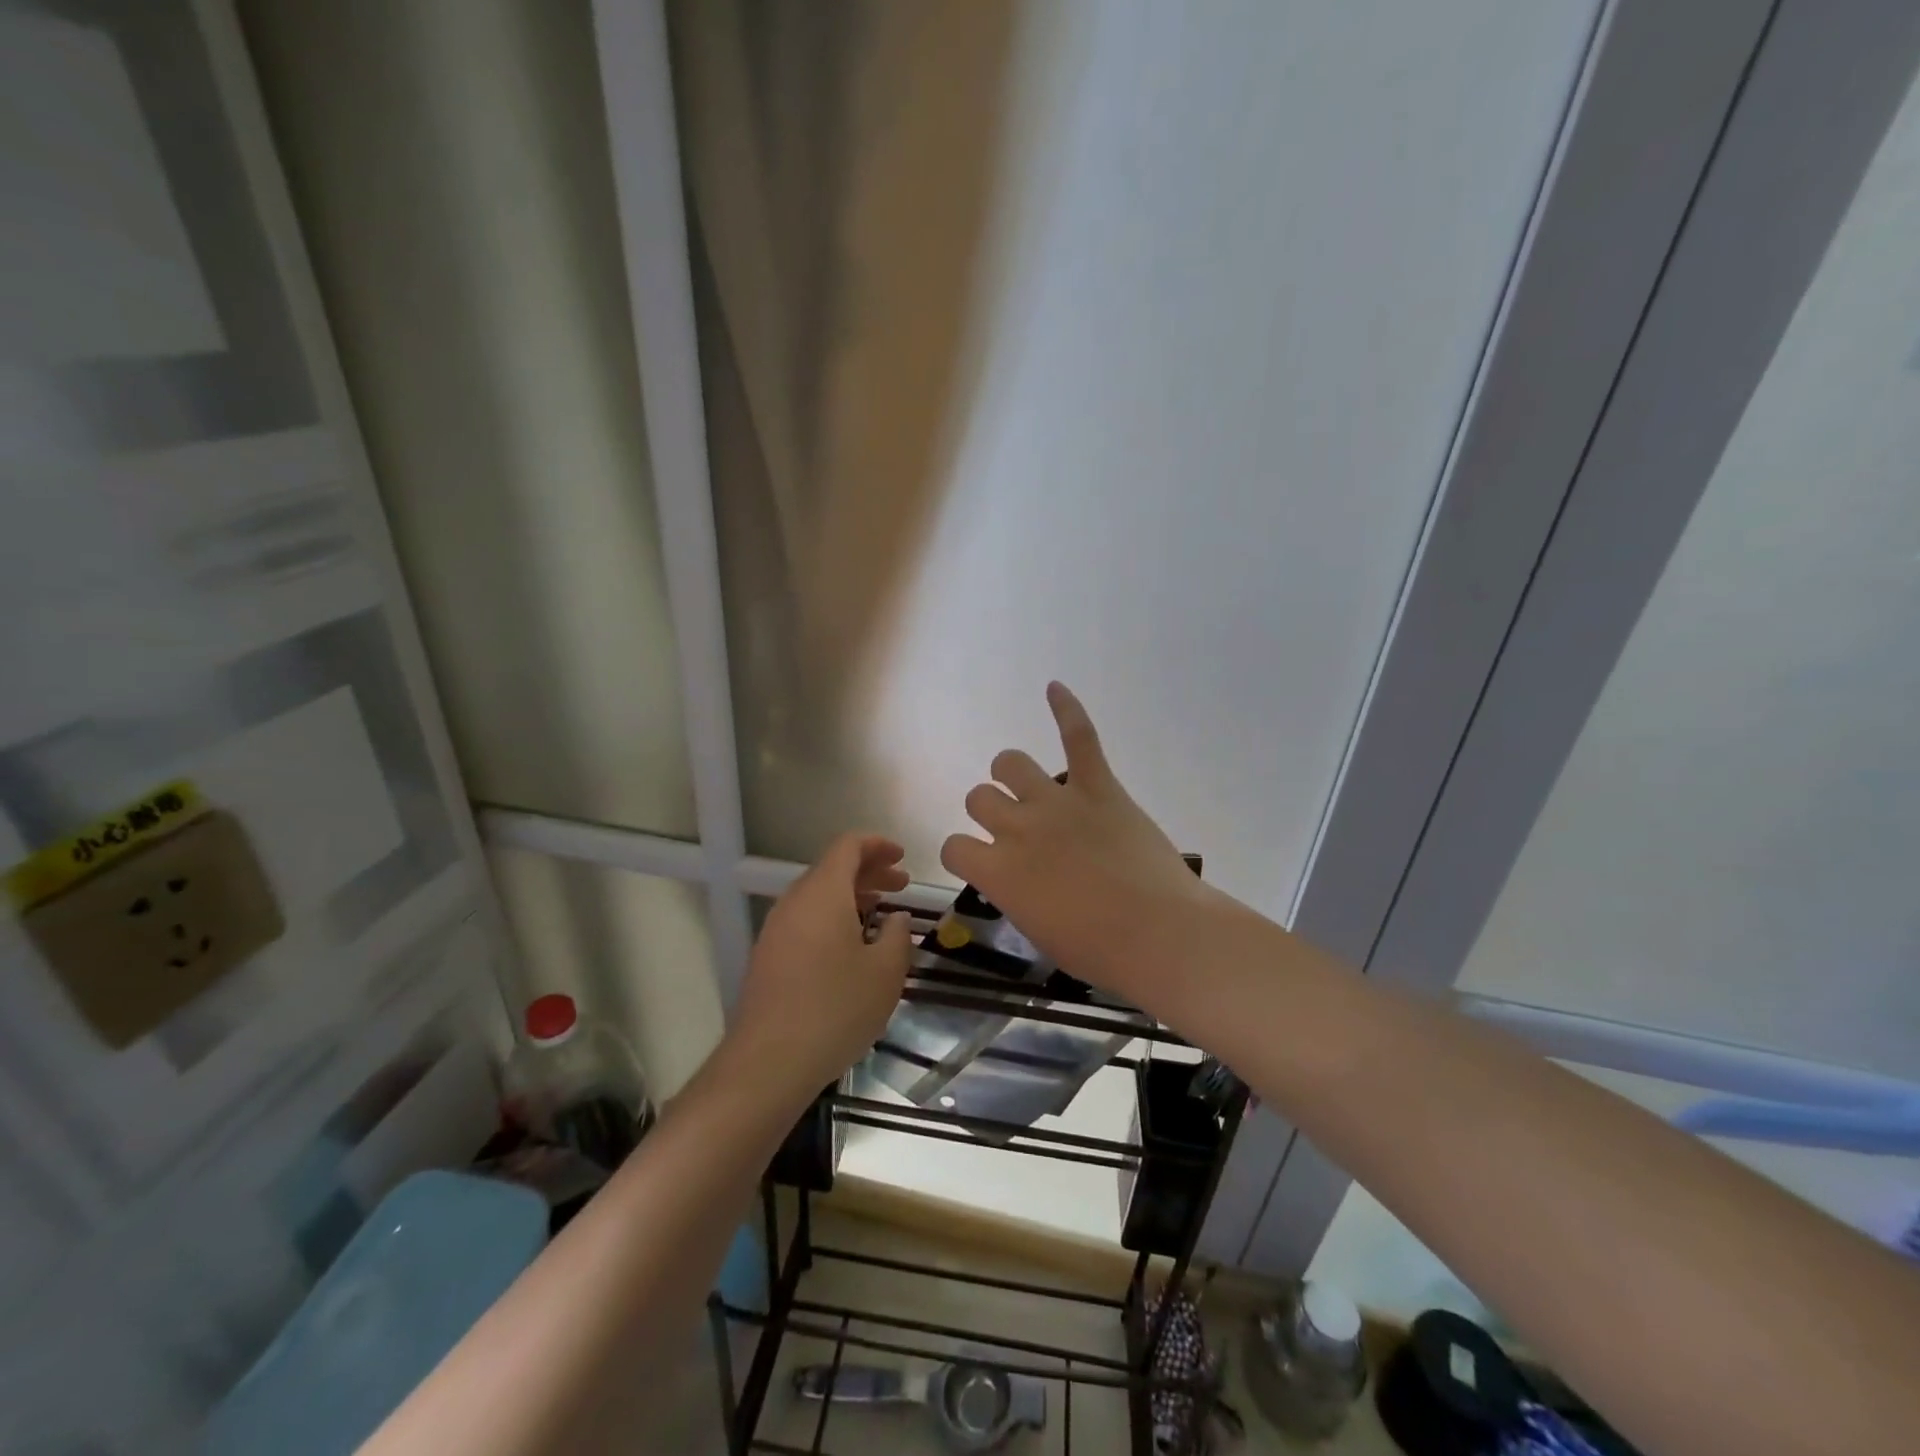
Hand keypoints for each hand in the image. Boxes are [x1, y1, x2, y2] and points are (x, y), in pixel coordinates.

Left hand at [731, 832, 912, 1098]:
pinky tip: (852, 948)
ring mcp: (776, 930)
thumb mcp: (885, 972)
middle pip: (832, 869)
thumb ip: (898, 936)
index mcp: (823, 893)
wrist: (769, 1061)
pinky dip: (833, 919)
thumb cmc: (835, 1008)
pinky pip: (805, 920)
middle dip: (870, 872)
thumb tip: (896, 919)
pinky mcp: (768, 957)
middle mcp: (794, 902)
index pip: (848, 846)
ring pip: (818, 896)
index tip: (903, 858)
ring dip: (852, 897)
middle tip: (901, 887)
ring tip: (881, 916)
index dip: (878, 845)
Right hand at [941, 683, 1209, 1008]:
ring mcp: (1058, 802)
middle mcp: (1017, 828)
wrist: (1161, 935)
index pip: (954, 846)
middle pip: (979, 797)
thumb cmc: (1100, 951)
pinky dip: (1067, 709)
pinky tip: (1054, 687)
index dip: (964, 853)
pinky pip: (1079, 737)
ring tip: (1023, 783)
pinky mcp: (1100, 786)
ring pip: (1011, 764)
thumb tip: (1017, 878)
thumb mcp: (1039, 931)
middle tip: (1013, 829)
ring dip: (1010, 773)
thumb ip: (1016, 894)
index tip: (982, 862)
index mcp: (998, 871)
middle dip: (989, 811)